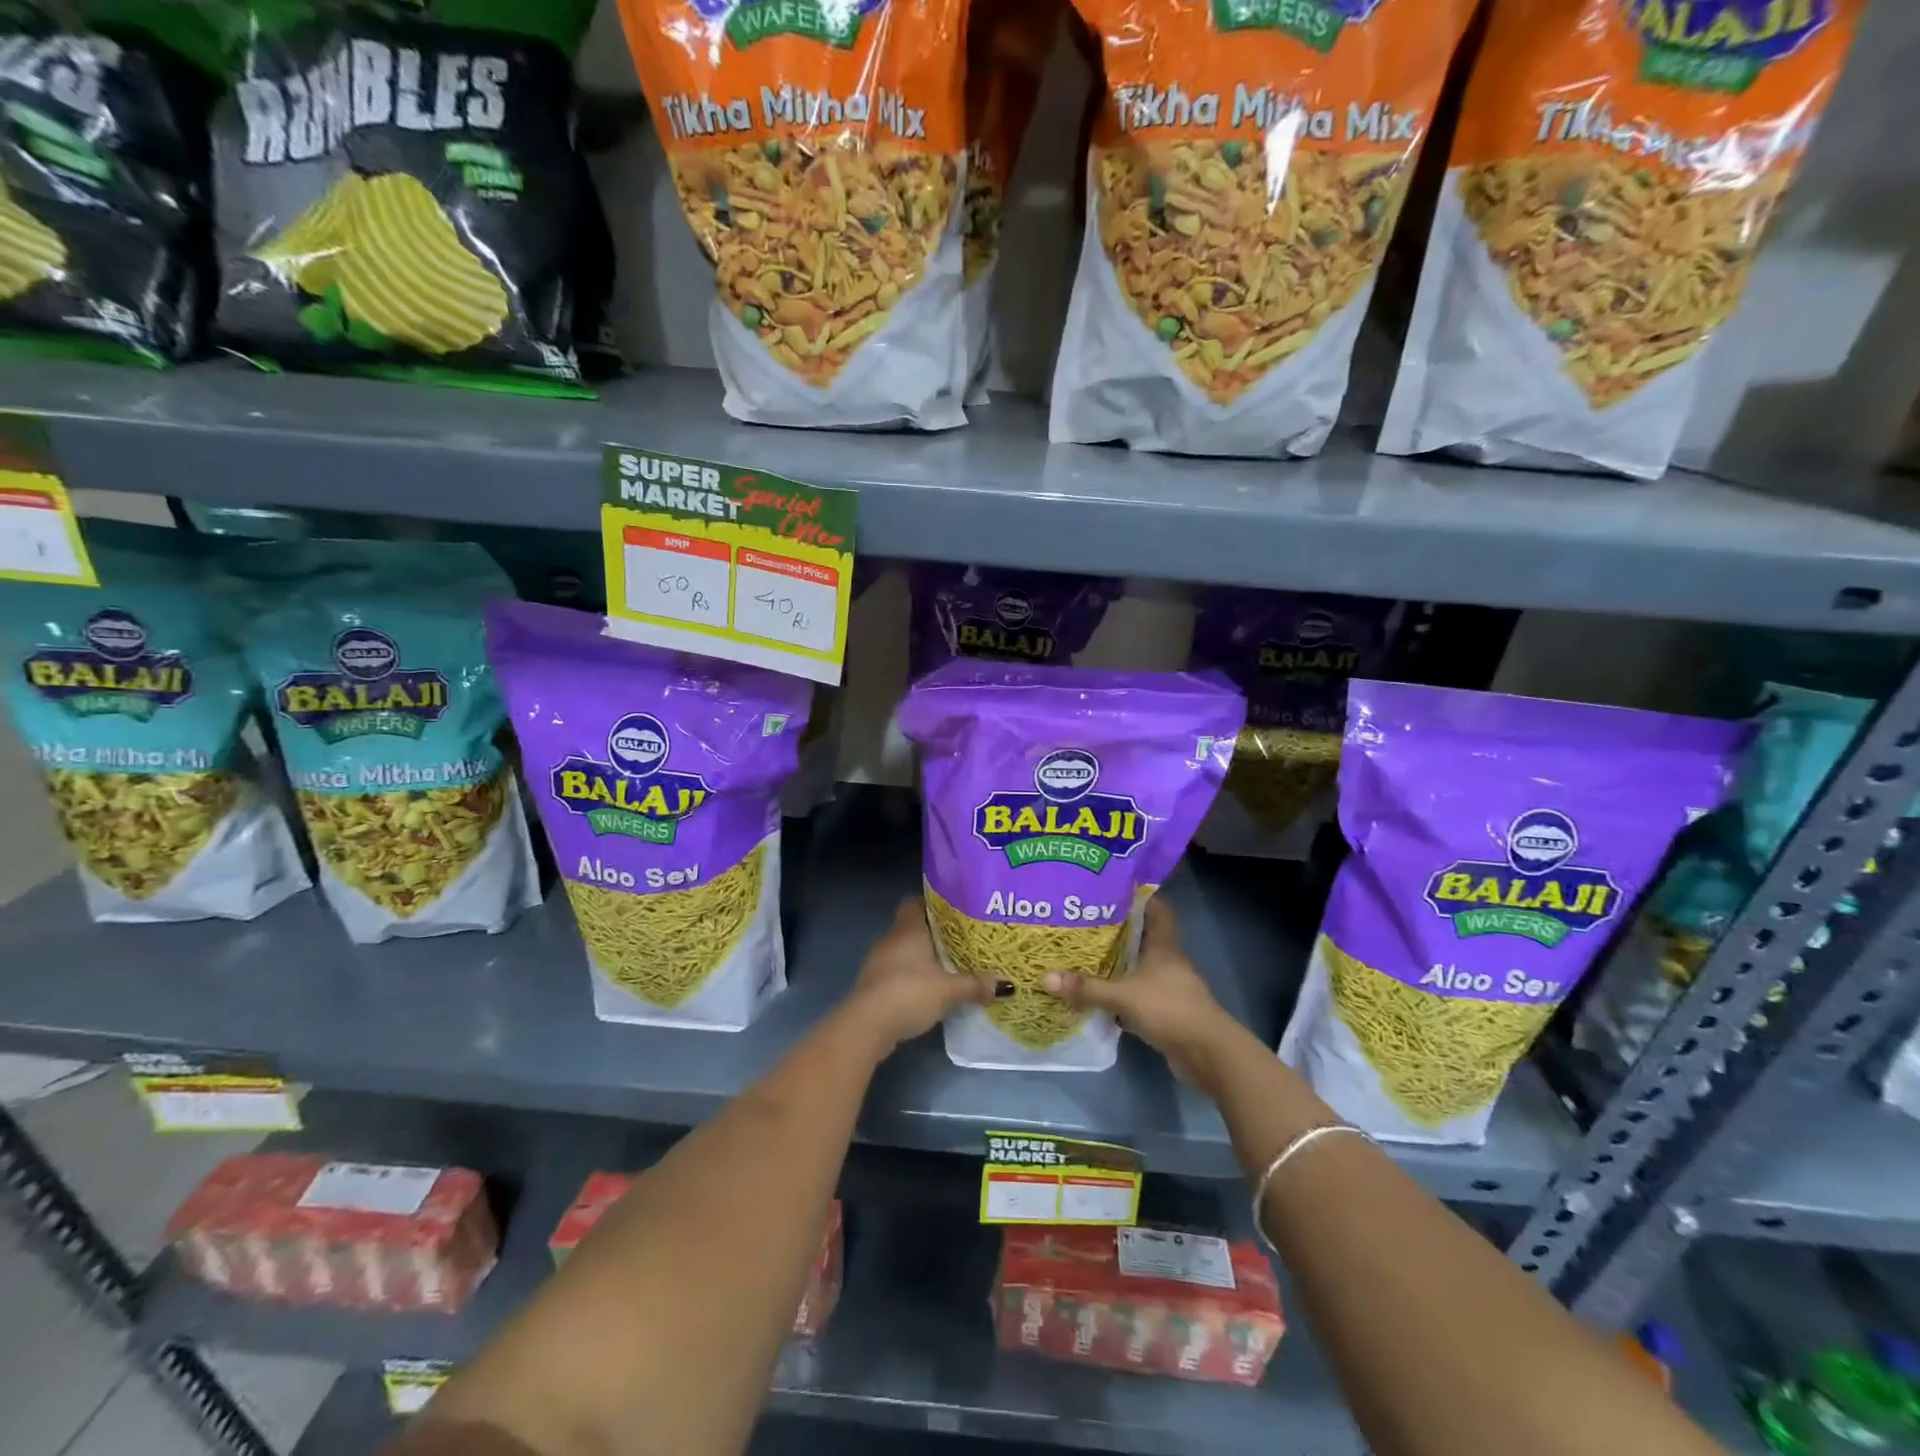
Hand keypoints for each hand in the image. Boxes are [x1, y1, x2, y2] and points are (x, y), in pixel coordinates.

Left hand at [845, 898, 985, 1052]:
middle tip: (962, 940)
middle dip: (935, 933)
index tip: (956, 911)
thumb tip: (1005, 985)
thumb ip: (975, 985)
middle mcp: (891, 938)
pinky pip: (898, 971)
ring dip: (923, 957)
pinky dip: (913, 976)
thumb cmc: (909, 993)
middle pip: (913, 926)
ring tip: (950, 965)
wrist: (867, 1025)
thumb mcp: (949, 990)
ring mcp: (879, 961)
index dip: (935, 903)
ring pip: (905, 950)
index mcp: (908, 928)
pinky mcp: (874, 984)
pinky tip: (930, 989)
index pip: (916, 901)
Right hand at [1041, 899, 1236, 1086]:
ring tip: (1085, 953)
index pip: (1157, 909)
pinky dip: (1121, 992)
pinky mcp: (1166, 1011)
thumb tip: (1044, 978)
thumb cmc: (1170, 1010)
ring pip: (1140, 966)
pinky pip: (1139, 993)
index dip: (1139, 897)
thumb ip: (1087, 988)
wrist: (1208, 1054)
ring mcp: (1169, 987)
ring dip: (1119, 963)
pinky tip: (1099, 993)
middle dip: (1118, 930)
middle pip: (1144, 936)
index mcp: (1164, 945)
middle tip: (1085, 921)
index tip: (1111, 890)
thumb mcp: (1124, 996)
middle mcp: (1168, 961)